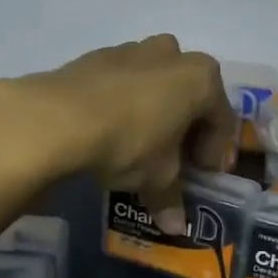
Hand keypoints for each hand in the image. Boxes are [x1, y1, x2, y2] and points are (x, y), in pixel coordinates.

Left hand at [0, 35, 236, 233]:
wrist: (56, 117)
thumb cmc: (128, 142)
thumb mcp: (156, 177)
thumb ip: (171, 197)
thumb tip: (175, 227)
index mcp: (201, 78)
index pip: (221, 120)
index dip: (214, 153)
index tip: (200, 177)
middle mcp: (172, 55)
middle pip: (189, 95)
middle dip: (185, 128)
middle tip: (173, 161)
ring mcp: (132, 50)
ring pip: (155, 84)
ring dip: (154, 112)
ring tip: (139, 145)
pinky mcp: (96, 56)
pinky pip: (122, 82)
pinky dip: (124, 103)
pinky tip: (108, 130)